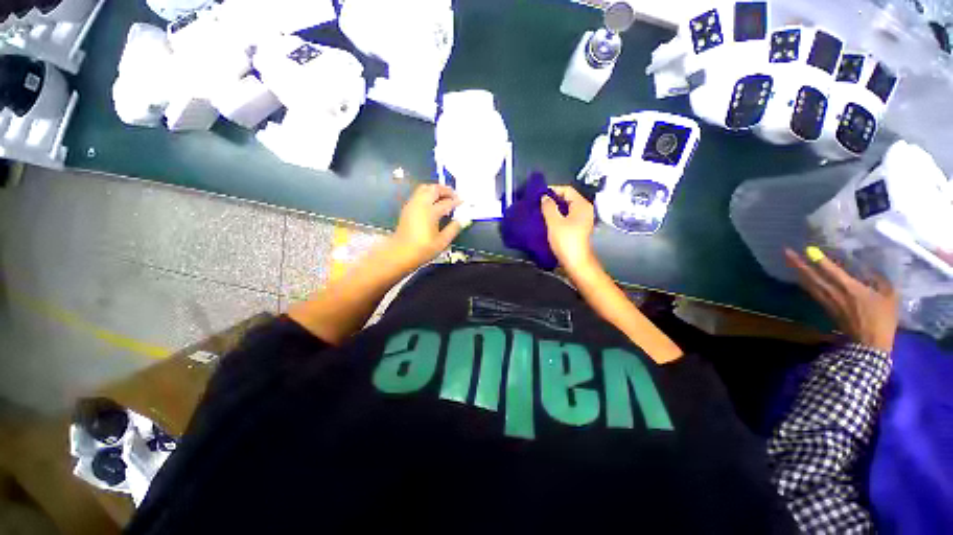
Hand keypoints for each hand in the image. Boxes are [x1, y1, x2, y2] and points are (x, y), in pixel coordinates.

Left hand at [390, 184, 462, 268]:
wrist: (400, 253)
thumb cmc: (423, 249)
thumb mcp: (442, 242)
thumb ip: (453, 229)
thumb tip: (462, 220)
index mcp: (430, 212)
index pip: (447, 202)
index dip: (456, 202)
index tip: (463, 202)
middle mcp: (420, 204)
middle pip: (434, 189)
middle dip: (445, 190)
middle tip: (454, 195)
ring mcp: (412, 205)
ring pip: (424, 189)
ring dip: (435, 190)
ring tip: (444, 197)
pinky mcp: (407, 208)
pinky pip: (418, 194)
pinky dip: (427, 194)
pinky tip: (433, 203)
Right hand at [541, 186, 596, 271]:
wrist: (575, 262)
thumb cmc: (566, 241)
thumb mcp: (554, 222)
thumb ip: (548, 207)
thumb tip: (544, 197)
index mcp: (582, 205)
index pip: (567, 190)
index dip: (553, 190)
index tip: (539, 194)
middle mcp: (585, 210)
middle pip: (567, 198)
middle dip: (552, 199)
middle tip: (538, 203)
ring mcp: (583, 219)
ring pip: (566, 208)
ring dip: (554, 208)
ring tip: (540, 211)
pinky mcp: (578, 228)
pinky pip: (567, 216)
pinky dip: (557, 216)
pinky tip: (547, 220)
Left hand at [785, 247, 899, 351]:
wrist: (869, 343)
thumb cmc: (882, 319)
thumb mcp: (889, 296)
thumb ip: (880, 280)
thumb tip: (872, 269)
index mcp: (850, 288)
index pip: (831, 270)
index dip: (819, 259)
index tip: (808, 248)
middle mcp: (834, 292)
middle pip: (812, 275)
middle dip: (798, 263)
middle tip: (786, 251)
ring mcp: (828, 301)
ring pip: (809, 283)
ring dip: (798, 271)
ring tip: (789, 261)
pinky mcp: (826, 308)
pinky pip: (812, 292)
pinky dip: (805, 282)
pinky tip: (800, 277)